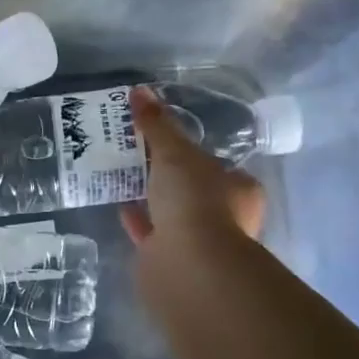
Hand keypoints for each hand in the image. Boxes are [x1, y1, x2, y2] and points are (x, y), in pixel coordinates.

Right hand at [120, 85, 265, 258]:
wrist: (188, 267)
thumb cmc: (195, 201)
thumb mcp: (175, 152)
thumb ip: (157, 124)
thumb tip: (139, 91)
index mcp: (239, 190)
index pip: (218, 166)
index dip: (194, 152)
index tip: (166, 141)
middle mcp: (225, 218)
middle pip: (194, 190)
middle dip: (169, 176)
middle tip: (138, 154)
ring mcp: (198, 243)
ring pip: (172, 213)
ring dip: (152, 198)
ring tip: (123, 175)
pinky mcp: (171, 261)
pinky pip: (151, 234)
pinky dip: (138, 221)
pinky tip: (119, 206)